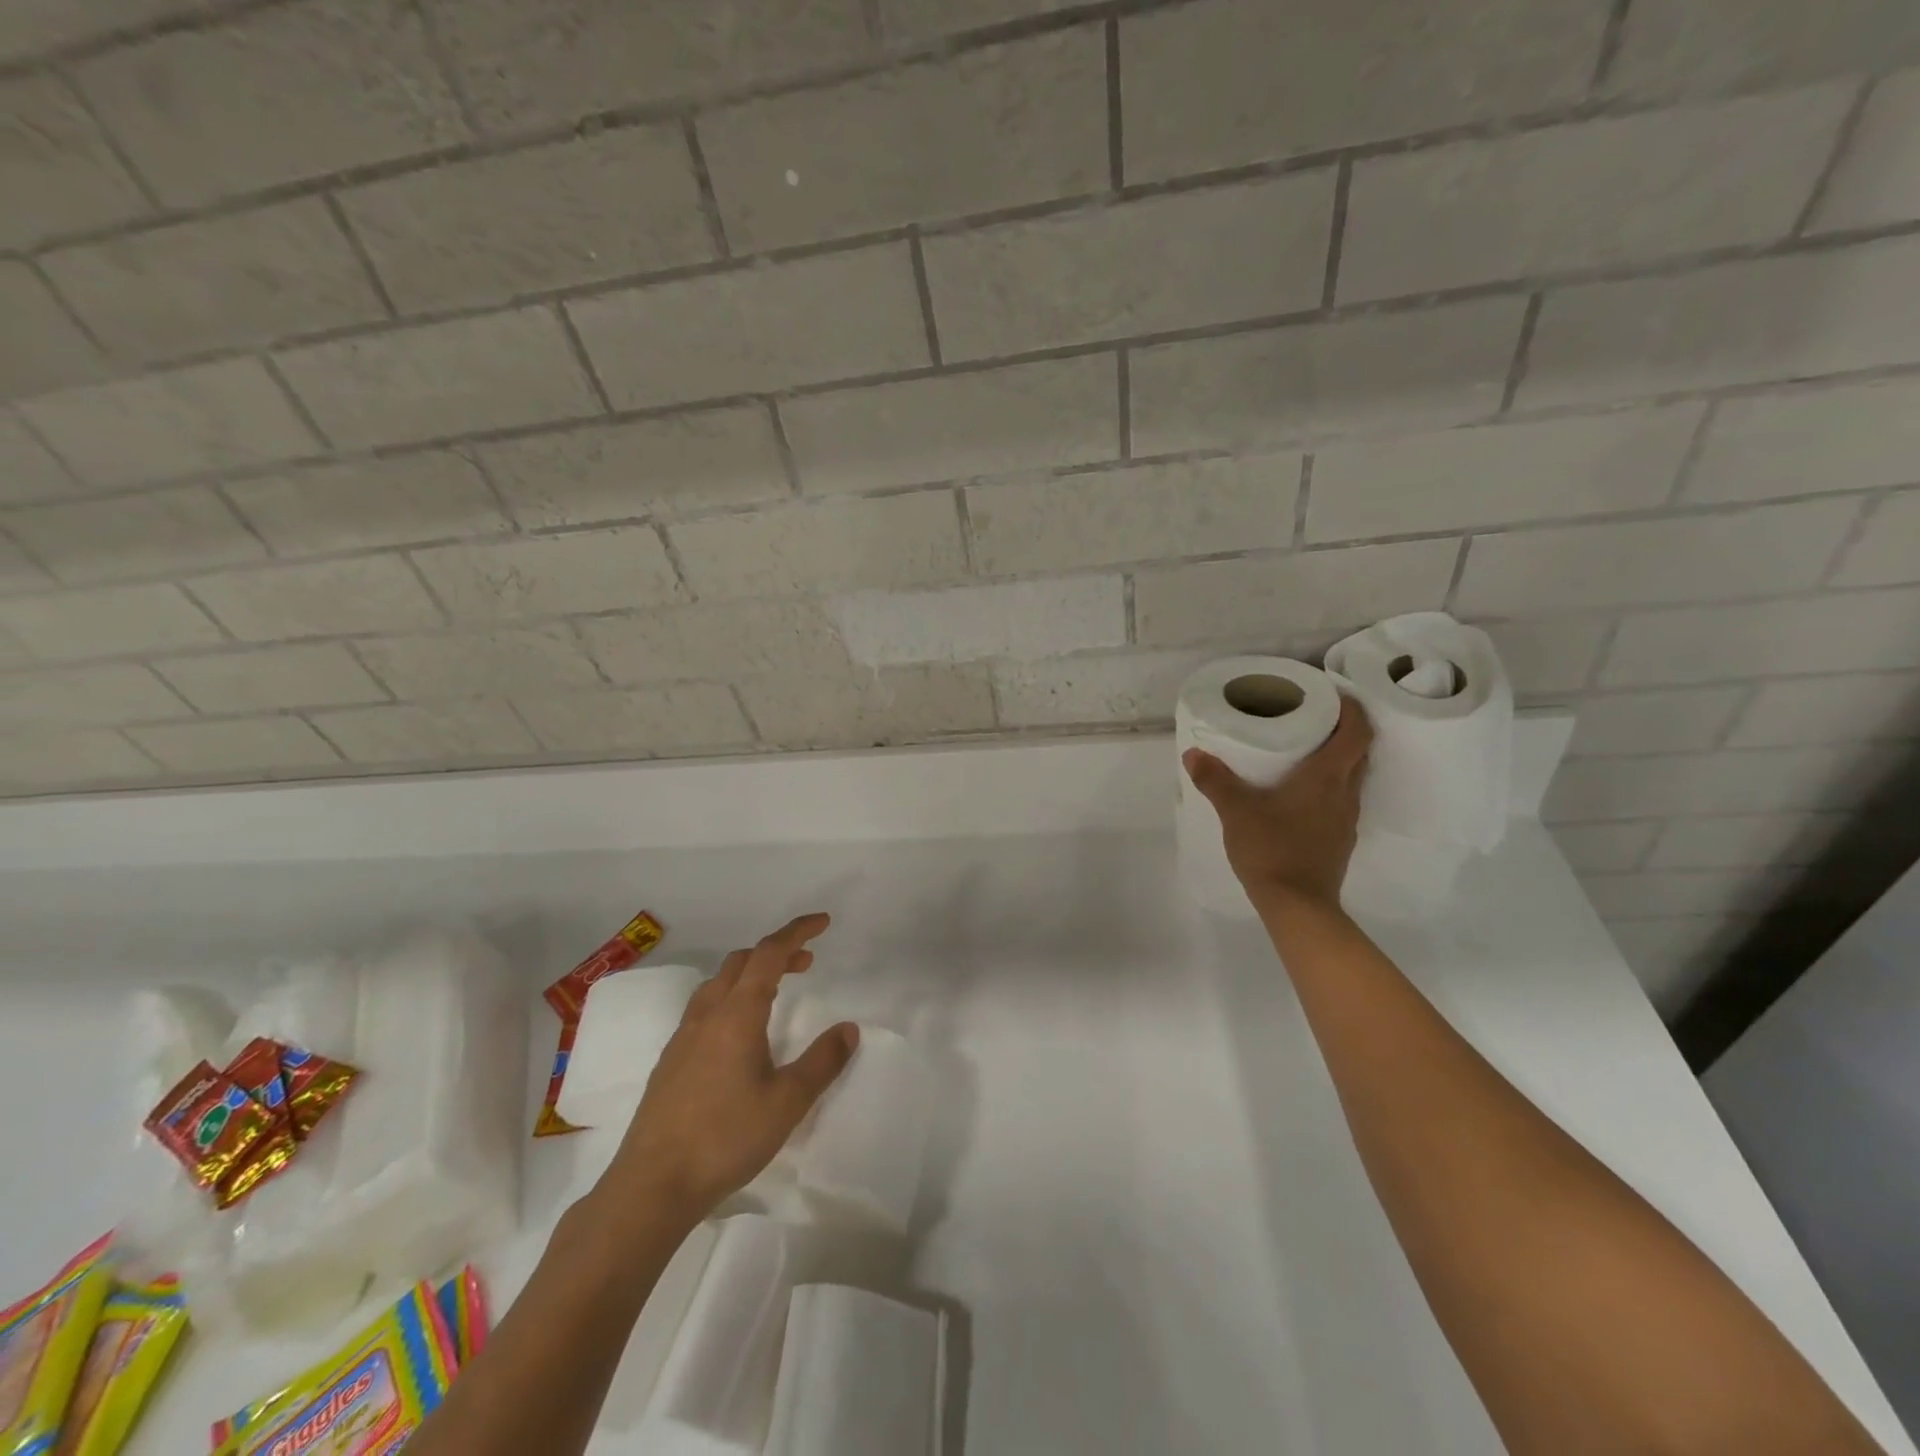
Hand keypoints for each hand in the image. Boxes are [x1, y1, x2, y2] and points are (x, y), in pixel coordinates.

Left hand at [599, 913, 857, 1225]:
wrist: (651, 1185)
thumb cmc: (725, 1138)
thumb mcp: (788, 1102)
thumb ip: (822, 1062)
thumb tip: (849, 1029)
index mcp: (737, 1014)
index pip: (769, 953)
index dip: (797, 931)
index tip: (823, 922)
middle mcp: (707, 1015)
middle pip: (741, 962)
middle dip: (776, 952)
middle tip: (806, 962)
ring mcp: (683, 1037)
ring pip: (719, 983)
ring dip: (751, 974)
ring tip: (776, 991)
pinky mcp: (670, 1061)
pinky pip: (705, 1007)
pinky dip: (732, 998)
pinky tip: (740, 1034)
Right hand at [1184, 694, 1373, 910]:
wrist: (1298, 906)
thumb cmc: (1271, 849)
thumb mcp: (1236, 811)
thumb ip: (1215, 780)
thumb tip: (1193, 753)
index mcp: (1327, 777)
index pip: (1357, 732)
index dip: (1353, 709)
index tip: (1335, 695)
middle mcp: (1345, 793)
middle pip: (1359, 752)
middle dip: (1344, 731)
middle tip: (1316, 720)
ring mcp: (1346, 820)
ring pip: (1352, 778)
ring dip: (1339, 761)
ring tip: (1307, 753)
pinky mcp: (1340, 841)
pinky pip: (1341, 802)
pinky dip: (1329, 788)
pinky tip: (1302, 796)